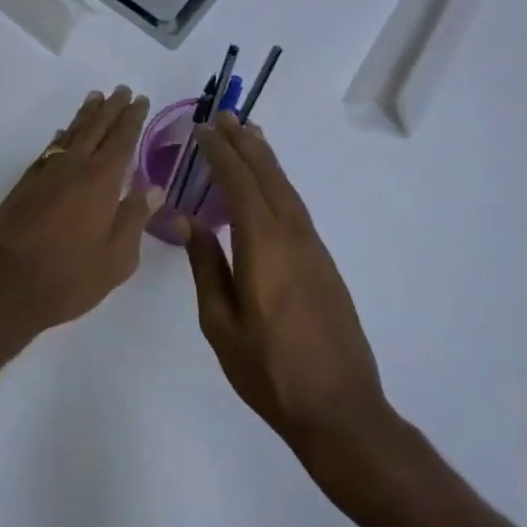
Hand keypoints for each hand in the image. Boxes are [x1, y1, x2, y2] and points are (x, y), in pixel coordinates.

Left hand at [0, 87, 159, 341]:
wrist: (1, 285)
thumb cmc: (67, 278)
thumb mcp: (116, 259)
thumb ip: (134, 218)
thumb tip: (153, 187)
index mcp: (100, 181)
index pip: (121, 139)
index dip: (132, 118)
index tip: (140, 99)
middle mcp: (73, 167)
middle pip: (95, 128)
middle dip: (111, 108)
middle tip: (121, 90)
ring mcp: (45, 173)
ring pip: (70, 133)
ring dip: (85, 114)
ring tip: (96, 98)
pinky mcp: (25, 184)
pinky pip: (50, 148)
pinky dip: (61, 135)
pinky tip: (63, 133)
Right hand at [173, 112, 389, 465]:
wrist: (339, 409)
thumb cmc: (269, 371)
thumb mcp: (221, 323)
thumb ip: (206, 265)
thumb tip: (186, 219)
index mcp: (263, 245)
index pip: (239, 183)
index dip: (220, 153)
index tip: (202, 130)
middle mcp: (293, 235)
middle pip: (268, 176)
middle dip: (245, 144)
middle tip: (226, 117)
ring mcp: (314, 248)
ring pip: (287, 188)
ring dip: (266, 159)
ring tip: (249, 136)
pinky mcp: (324, 262)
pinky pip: (296, 206)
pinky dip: (279, 183)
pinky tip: (270, 185)